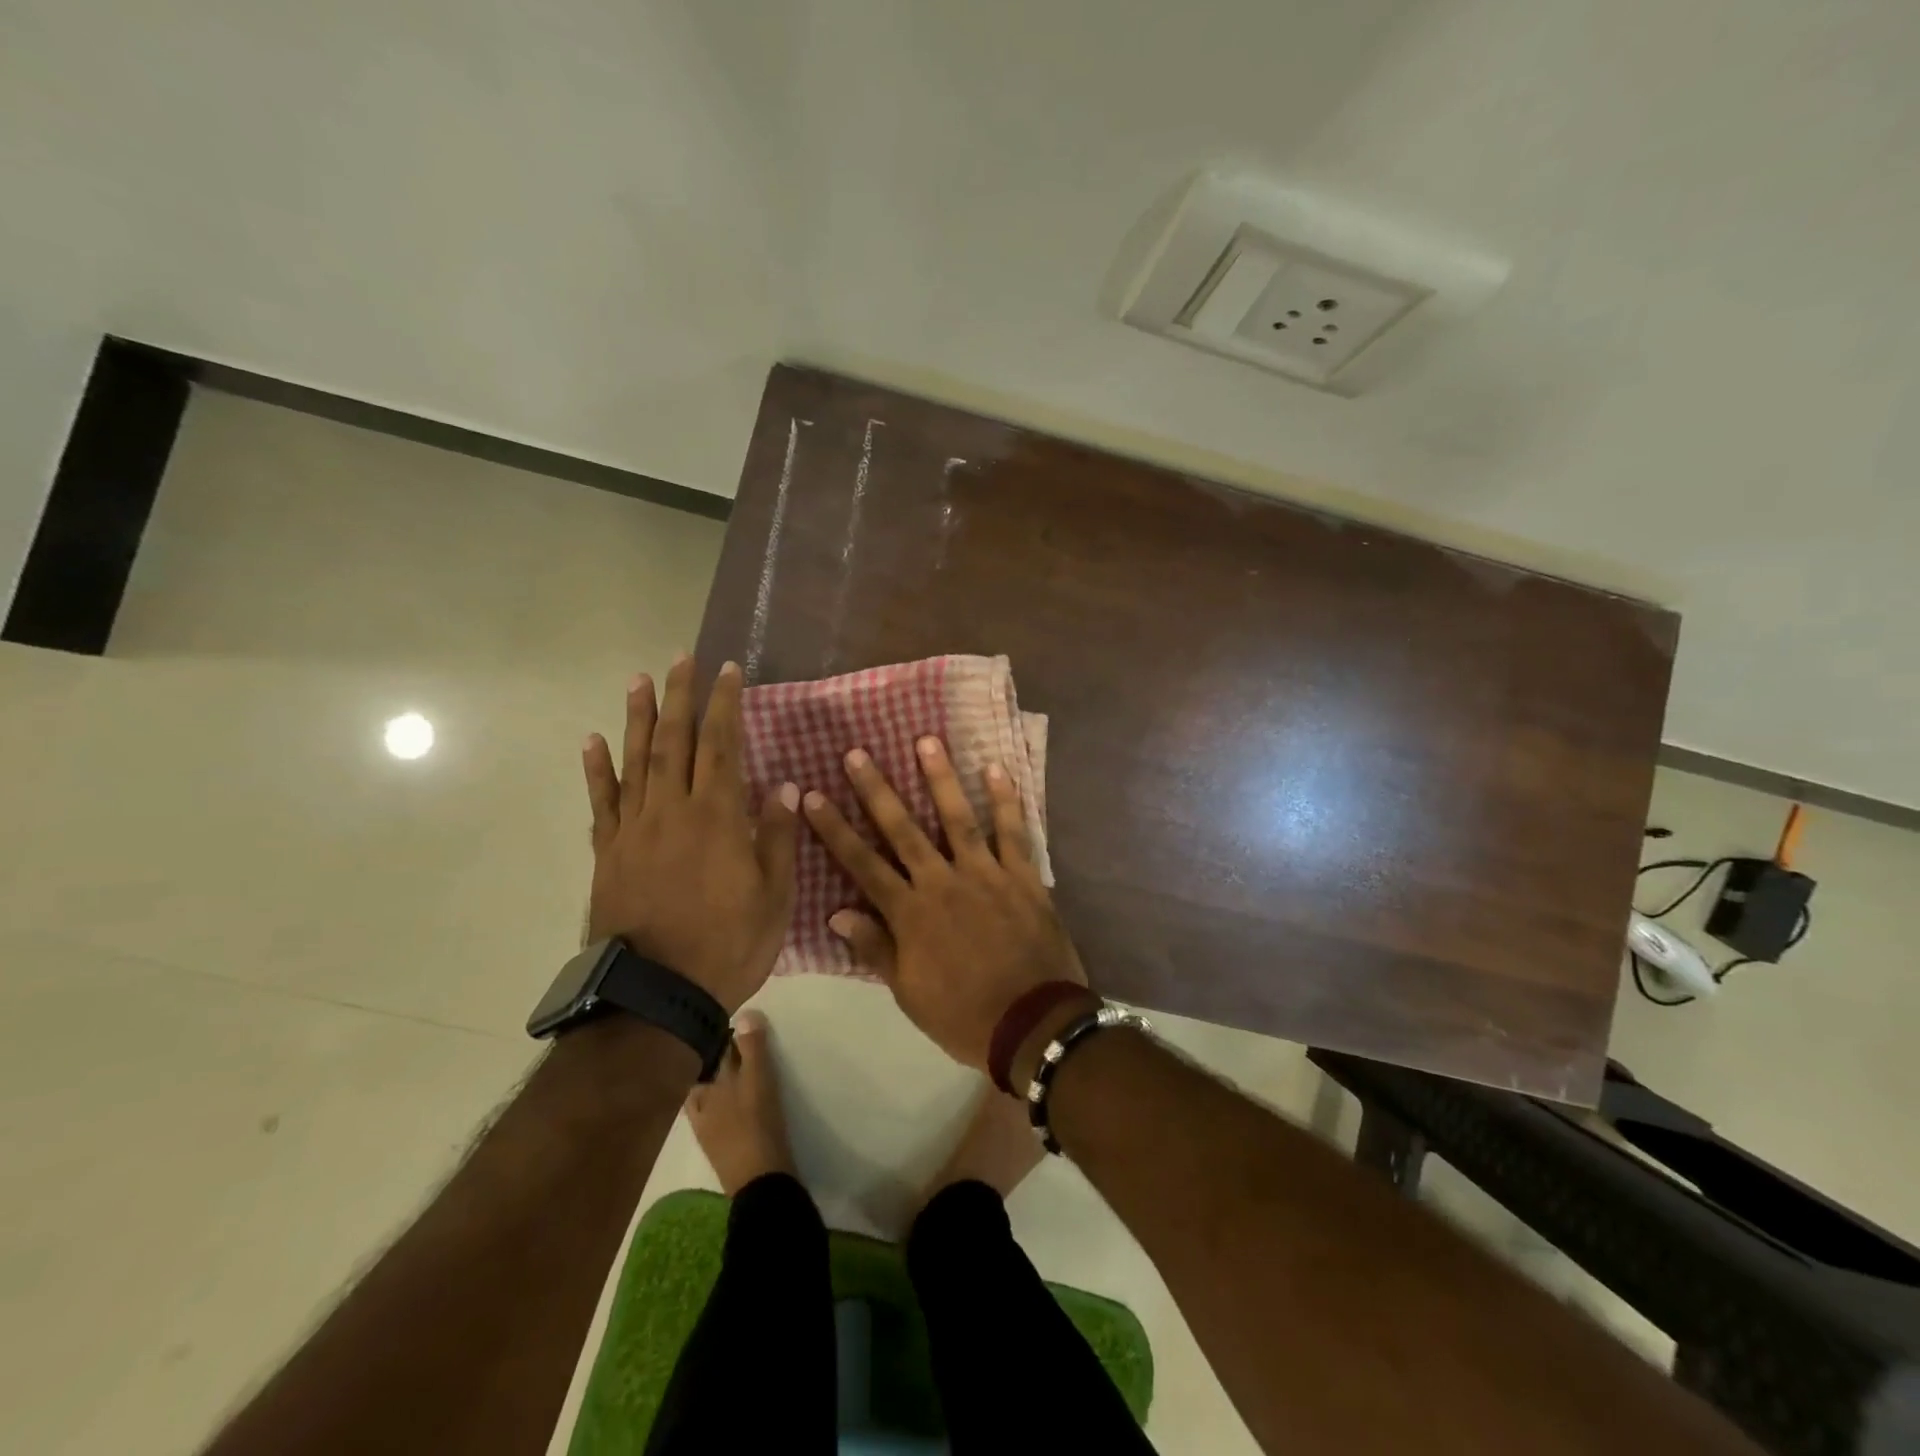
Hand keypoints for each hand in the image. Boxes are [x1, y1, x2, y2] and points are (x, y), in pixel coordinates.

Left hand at [582, 656, 798, 1012]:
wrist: (655, 995)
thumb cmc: (727, 946)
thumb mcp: (773, 898)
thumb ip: (776, 838)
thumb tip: (784, 786)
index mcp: (718, 818)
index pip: (722, 745)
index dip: (725, 705)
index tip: (729, 671)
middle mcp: (673, 811)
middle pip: (675, 741)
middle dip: (680, 697)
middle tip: (682, 659)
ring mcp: (635, 830)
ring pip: (637, 761)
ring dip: (639, 718)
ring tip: (639, 680)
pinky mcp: (609, 853)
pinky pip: (602, 802)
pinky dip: (598, 769)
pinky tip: (594, 741)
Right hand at [802, 736, 1085, 1069]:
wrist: (1032, 1025)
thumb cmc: (963, 1015)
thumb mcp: (908, 993)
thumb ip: (875, 948)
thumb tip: (836, 913)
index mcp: (910, 913)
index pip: (862, 864)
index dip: (835, 829)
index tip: (813, 795)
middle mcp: (942, 882)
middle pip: (903, 829)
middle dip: (876, 790)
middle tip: (857, 753)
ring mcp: (985, 874)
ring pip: (957, 818)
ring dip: (940, 778)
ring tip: (926, 740)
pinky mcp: (1022, 876)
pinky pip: (1013, 832)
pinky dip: (1006, 800)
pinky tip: (996, 769)